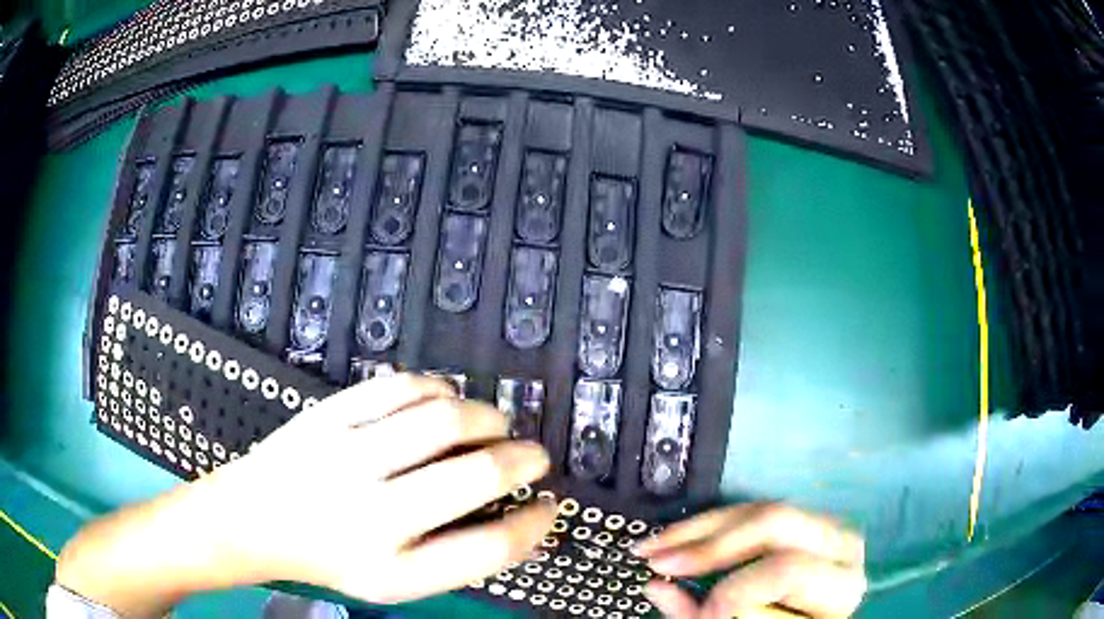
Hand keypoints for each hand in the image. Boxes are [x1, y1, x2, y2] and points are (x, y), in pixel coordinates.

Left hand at [57, 374, 555, 615]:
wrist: (254, 518)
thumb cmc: (329, 557)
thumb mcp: (394, 581)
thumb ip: (456, 556)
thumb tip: (519, 516)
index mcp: (393, 566)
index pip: (490, 547)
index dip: (534, 525)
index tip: (550, 506)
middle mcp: (373, 512)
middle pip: (478, 475)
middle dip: (523, 460)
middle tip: (533, 456)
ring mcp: (348, 454)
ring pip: (445, 419)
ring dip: (488, 418)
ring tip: (495, 424)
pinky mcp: (329, 413)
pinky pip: (401, 386)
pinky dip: (438, 388)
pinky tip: (445, 399)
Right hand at [634, 504, 865, 618]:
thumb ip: (710, 618)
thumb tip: (657, 588)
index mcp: (839, 583)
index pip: (786, 570)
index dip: (738, 591)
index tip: (701, 613)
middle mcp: (840, 544)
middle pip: (773, 522)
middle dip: (708, 543)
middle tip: (656, 559)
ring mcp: (825, 526)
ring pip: (758, 508)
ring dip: (698, 528)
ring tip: (654, 545)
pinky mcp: (804, 522)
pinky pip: (754, 512)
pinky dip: (712, 526)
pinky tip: (681, 537)